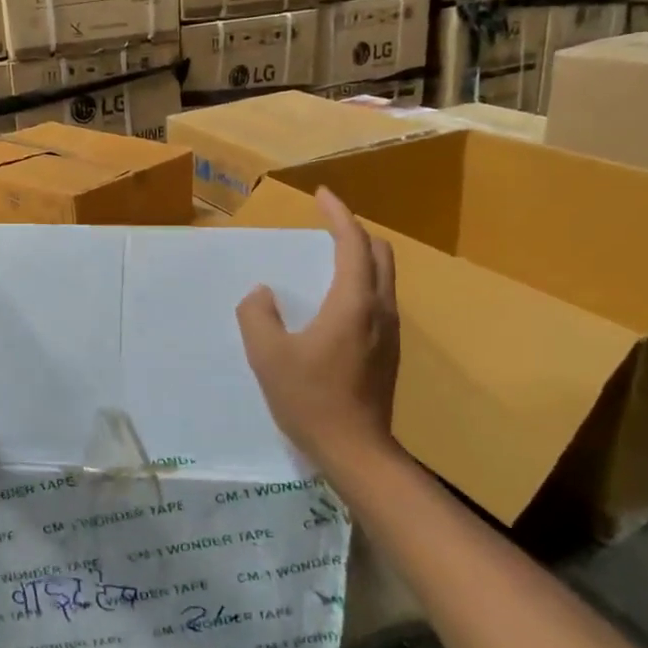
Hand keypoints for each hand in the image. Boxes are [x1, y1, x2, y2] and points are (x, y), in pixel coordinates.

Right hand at [237, 187, 398, 466]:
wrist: (356, 451)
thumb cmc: (310, 399)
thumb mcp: (268, 356)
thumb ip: (257, 316)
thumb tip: (262, 294)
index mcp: (353, 304)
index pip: (352, 243)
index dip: (338, 214)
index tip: (322, 195)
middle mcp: (380, 310)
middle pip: (379, 254)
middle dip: (355, 231)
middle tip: (327, 224)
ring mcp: (390, 333)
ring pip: (384, 278)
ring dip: (361, 256)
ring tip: (331, 256)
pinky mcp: (389, 352)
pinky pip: (380, 300)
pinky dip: (363, 282)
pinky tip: (338, 301)